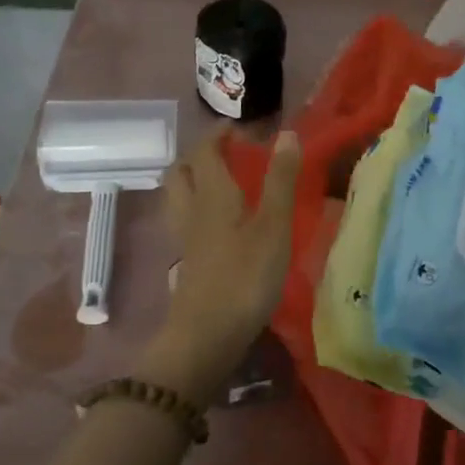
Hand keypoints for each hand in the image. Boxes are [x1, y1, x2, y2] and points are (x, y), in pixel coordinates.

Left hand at [140, 129, 301, 403]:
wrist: (206, 335)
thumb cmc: (245, 276)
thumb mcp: (273, 226)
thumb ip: (280, 180)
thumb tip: (286, 133)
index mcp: (211, 194)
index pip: (205, 151)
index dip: (219, 135)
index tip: (240, 128)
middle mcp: (192, 210)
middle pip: (181, 171)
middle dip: (200, 154)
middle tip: (227, 153)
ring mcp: (185, 238)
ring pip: (178, 196)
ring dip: (193, 180)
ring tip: (221, 182)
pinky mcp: (188, 262)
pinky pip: (185, 220)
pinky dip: (197, 208)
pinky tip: (219, 222)